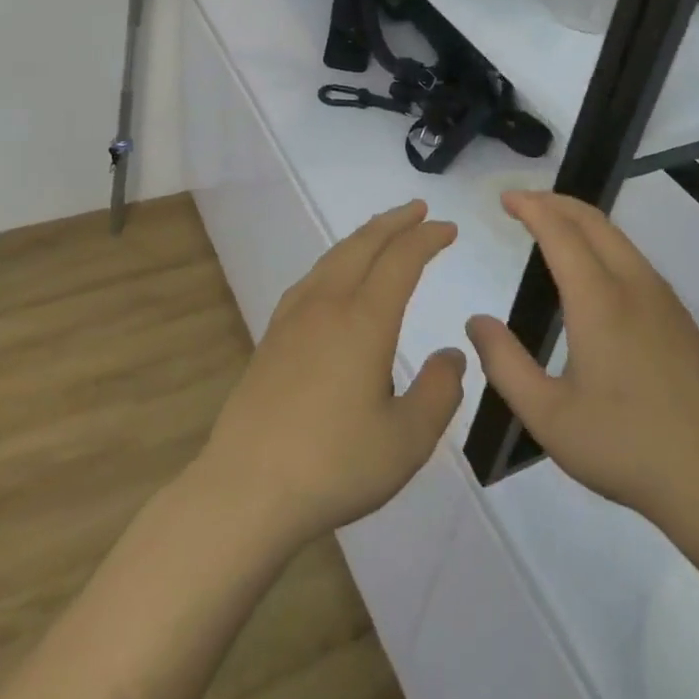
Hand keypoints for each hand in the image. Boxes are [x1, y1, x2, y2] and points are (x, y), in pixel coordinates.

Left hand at [195, 201, 465, 551]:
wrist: (247, 489)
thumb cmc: (334, 464)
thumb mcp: (407, 439)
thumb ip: (439, 392)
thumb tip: (451, 355)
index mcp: (363, 321)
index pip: (400, 260)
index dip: (427, 239)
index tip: (449, 229)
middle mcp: (326, 306)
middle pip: (362, 246)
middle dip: (394, 223)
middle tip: (418, 210)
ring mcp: (292, 319)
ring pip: (332, 259)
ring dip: (362, 238)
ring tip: (381, 233)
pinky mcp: (271, 338)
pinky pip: (310, 280)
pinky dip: (334, 262)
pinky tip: (333, 279)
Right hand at [465, 191, 698, 544]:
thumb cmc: (625, 447)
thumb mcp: (547, 415)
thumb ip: (504, 364)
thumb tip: (477, 321)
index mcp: (599, 302)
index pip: (560, 233)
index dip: (531, 208)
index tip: (505, 198)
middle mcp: (635, 288)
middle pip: (594, 222)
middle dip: (556, 202)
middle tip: (523, 202)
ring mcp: (665, 302)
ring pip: (620, 239)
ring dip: (582, 221)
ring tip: (552, 227)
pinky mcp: (683, 321)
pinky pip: (637, 262)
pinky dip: (606, 245)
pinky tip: (596, 272)